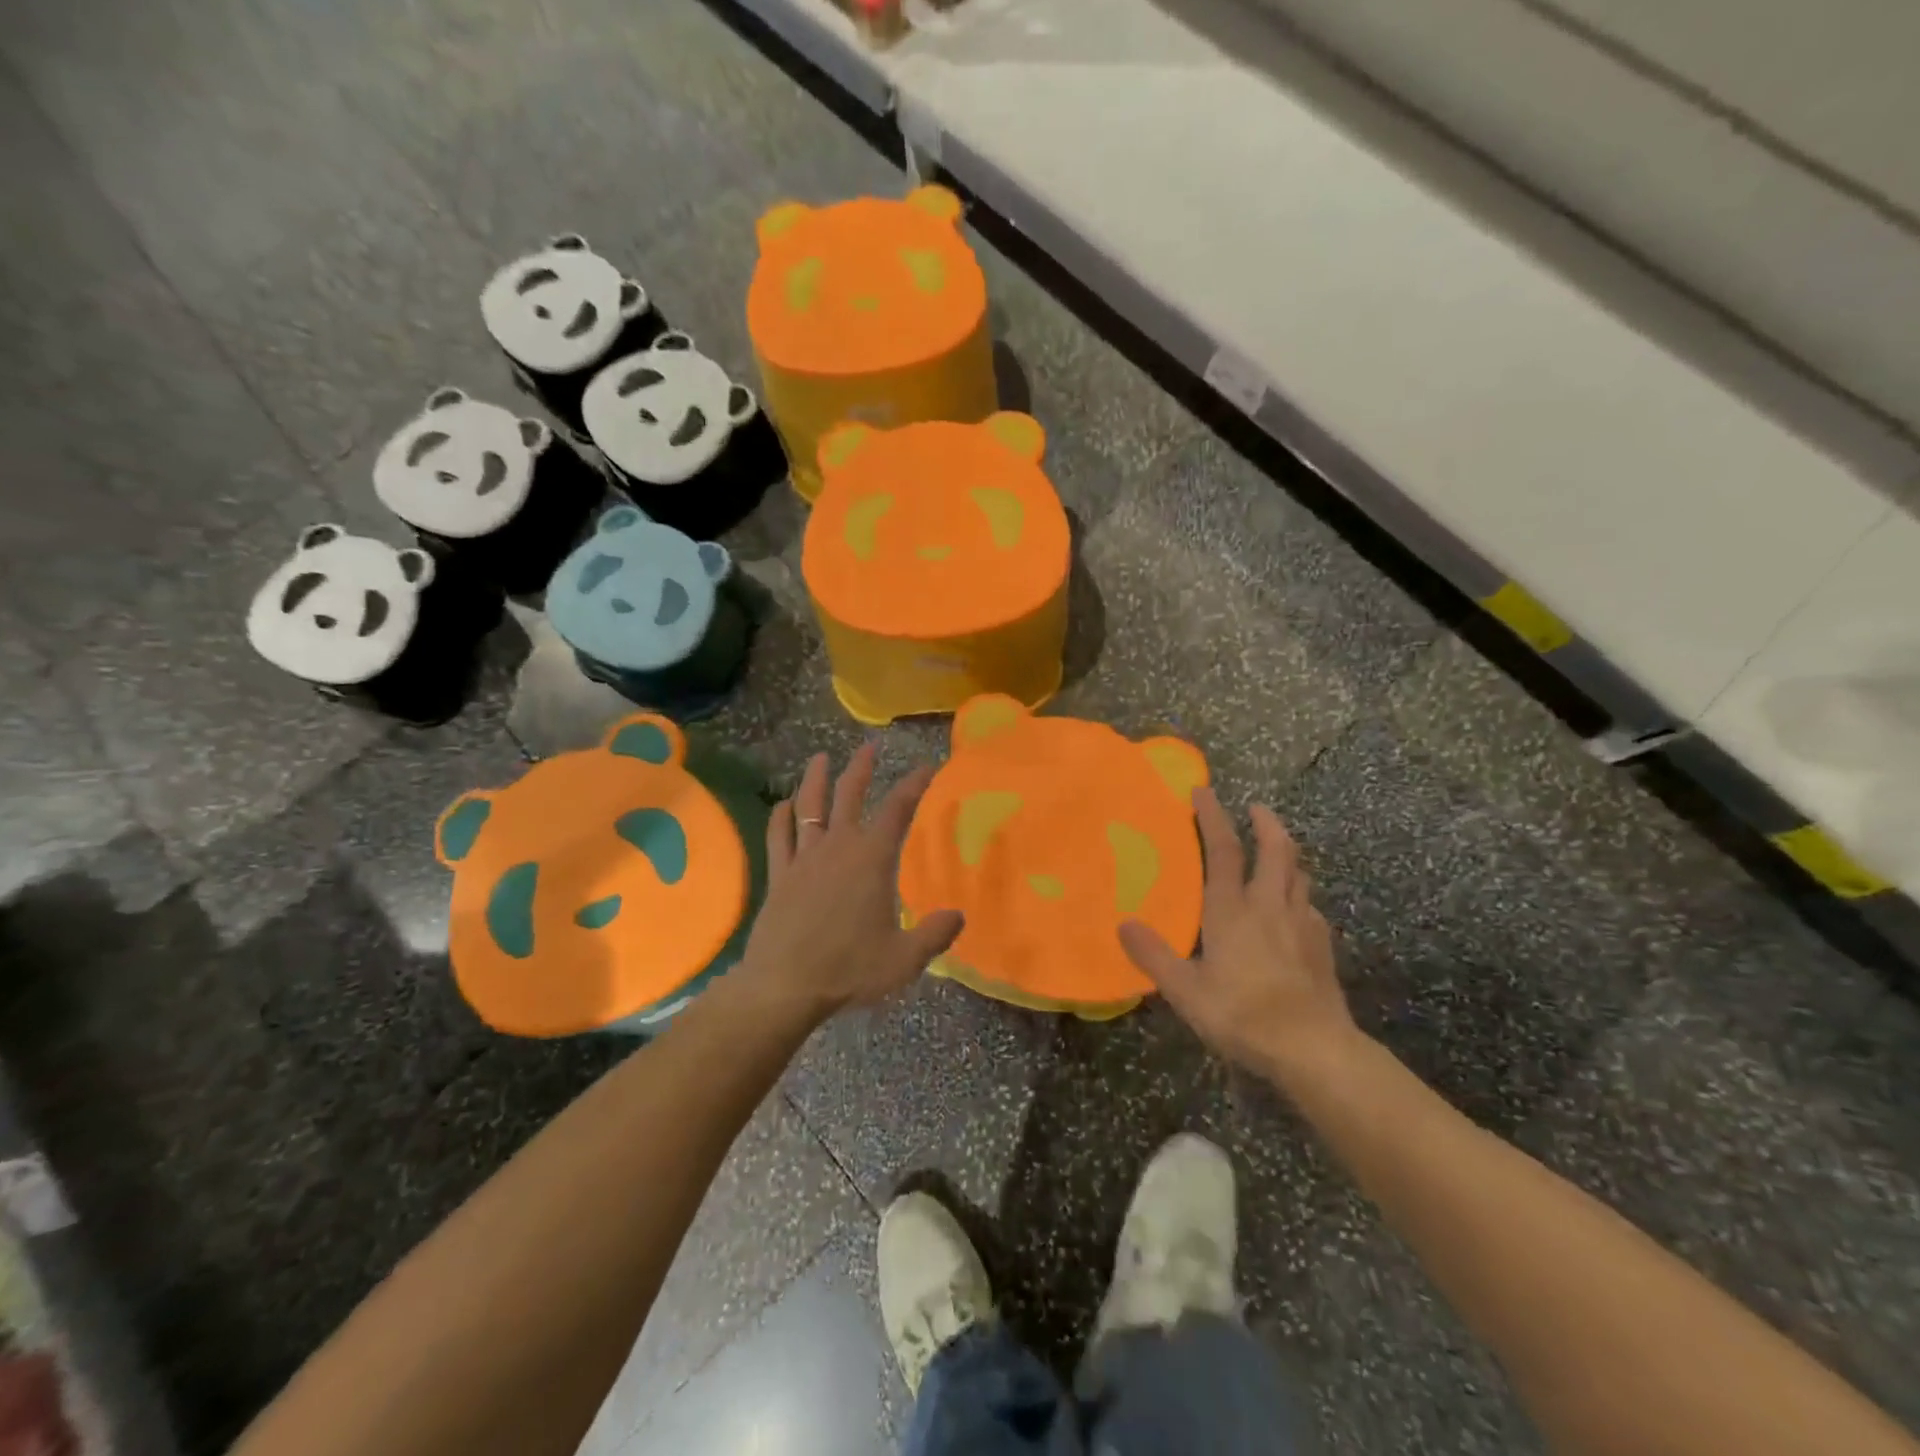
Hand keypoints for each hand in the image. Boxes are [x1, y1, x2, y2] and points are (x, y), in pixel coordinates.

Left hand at [737, 743, 962, 1023]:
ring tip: (819, 758)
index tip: (928, 767)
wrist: (785, 986)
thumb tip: (958, 916)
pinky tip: (783, 805)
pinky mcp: (779, 875)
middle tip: (869, 747)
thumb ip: (935, 934)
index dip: (915, 784)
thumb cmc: (849, 969)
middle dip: (861, 768)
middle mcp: (837, 847)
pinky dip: (781, 817)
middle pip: (848, 795)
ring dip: (815, 779)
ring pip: (808, 807)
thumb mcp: (904, 959)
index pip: (898, 809)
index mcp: (871, 859)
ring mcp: (803, 859)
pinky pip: (779, 837)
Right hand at [1119, 788, 1361, 1088]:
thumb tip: (1123, 924)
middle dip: (1266, 823)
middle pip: (1276, 851)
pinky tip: (1296, 912)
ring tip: (1277, 853)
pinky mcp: (1322, 947)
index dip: (1213, 818)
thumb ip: (1154, 955)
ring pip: (1299, 875)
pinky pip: (1310, 908)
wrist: (1313, 1049)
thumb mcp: (1185, 990)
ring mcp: (1302, 925)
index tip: (1204, 791)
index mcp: (1232, 910)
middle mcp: (1269, 906)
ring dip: (1287, 855)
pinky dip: (1300, 897)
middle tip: (1256, 808)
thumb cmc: (1241, 1014)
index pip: (1223, 851)